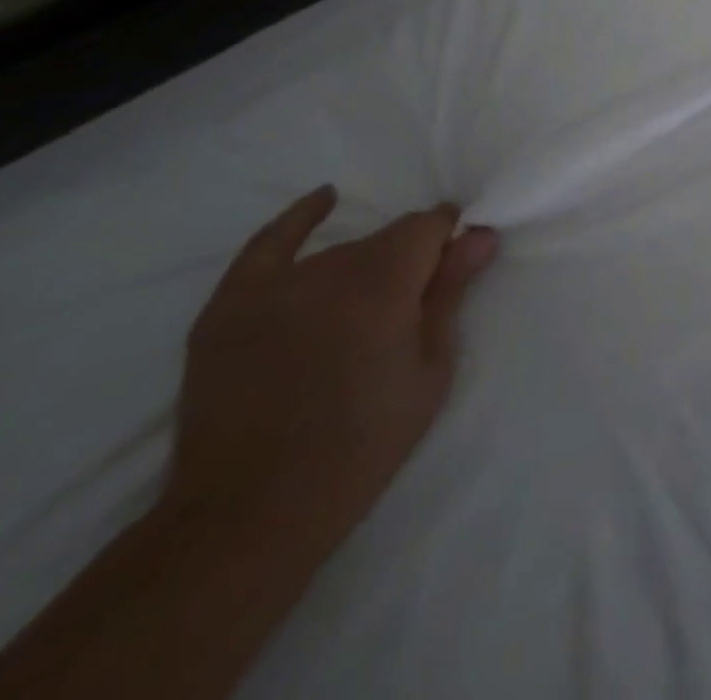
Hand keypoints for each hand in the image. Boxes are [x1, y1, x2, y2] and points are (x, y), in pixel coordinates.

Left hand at [166, 187, 499, 556]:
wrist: (251, 512)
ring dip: (363, 267)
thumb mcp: (429, 371)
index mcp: (383, 285)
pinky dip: (300, 219)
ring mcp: (274, 287)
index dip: (448, 238)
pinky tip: (326, 198)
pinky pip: (268, 244)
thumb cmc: (362, 444)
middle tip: (410, 306)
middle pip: (386, 238)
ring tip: (361, 314)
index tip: (456, 261)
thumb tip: (481, 235)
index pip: (429, 225)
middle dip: (409, 258)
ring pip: (340, 251)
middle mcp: (330, 272)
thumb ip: (451, 294)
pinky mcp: (229, 306)